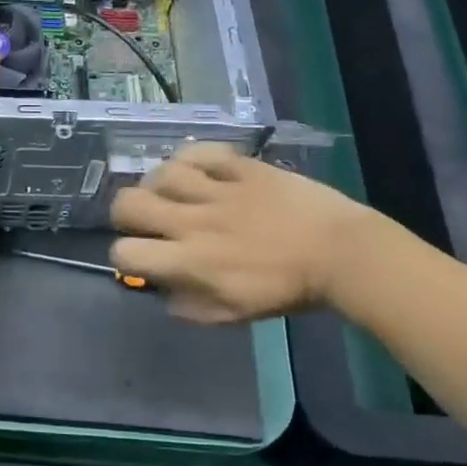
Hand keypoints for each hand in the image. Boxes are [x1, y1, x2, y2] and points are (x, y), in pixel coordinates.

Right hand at [110, 143, 376, 322]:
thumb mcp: (235, 314)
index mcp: (190, 261)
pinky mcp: (240, 167)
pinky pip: (200, 152)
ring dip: (158, 183)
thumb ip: (191, 307)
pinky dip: (190, 158)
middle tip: (145, 219)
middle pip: (129, 204)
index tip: (143, 256)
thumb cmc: (288, 289)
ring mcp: (217, 190)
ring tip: (173, 191)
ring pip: (160, 173)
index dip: (124, 255)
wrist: (342, 254)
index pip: (126, 252)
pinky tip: (196, 169)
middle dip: (126, 213)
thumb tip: (163, 294)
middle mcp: (193, 222)